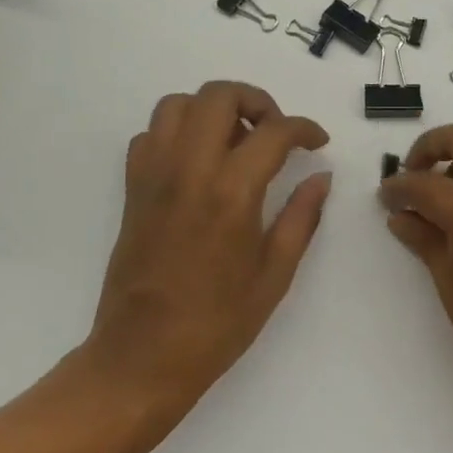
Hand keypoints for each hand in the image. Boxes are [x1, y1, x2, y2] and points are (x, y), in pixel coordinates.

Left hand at [83, 81, 331, 416]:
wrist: (141, 357)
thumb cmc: (217, 323)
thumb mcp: (274, 274)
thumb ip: (301, 217)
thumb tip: (321, 178)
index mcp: (231, 192)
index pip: (274, 131)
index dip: (304, 128)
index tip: (317, 142)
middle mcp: (189, 170)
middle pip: (219, 96)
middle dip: (256, 100)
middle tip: (275, 131)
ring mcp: (154, 176)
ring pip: (177, 104)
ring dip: (212, 109)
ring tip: (235, 139)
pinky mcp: (132, 189)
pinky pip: (151, 135)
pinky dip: (178, 131)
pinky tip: (198, 161)